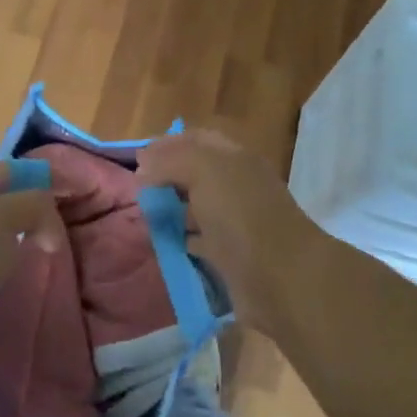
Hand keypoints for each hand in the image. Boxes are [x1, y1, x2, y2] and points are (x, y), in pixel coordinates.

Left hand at [0, 162, 64, 325]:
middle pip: (2, 202)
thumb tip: (49, 231)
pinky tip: (17, 279)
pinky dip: (6, 267)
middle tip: (61, 229)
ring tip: (44, 255)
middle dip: (30, 210)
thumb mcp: (6, 217)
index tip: (68, 194)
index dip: (39, 176)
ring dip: (19, 240)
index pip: (9, 171)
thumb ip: (35, 207)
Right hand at [137, 129, 324, 335]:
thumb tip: (144, 165)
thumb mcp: (203, 170)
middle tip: (138, 190)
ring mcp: (235, 221)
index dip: (168, 144)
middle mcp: (237, 185)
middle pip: (195, 173)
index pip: (197, 139)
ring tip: (144, 216)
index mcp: (235, 158)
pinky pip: (199, 240)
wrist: (279, 277)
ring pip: (196, 207)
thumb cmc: (241, 214)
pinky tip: (163, 242)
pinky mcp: (231, 254)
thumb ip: (171, 160)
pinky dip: (180, 239)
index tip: (138, 159)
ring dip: (171, 209)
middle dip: (166, 178)